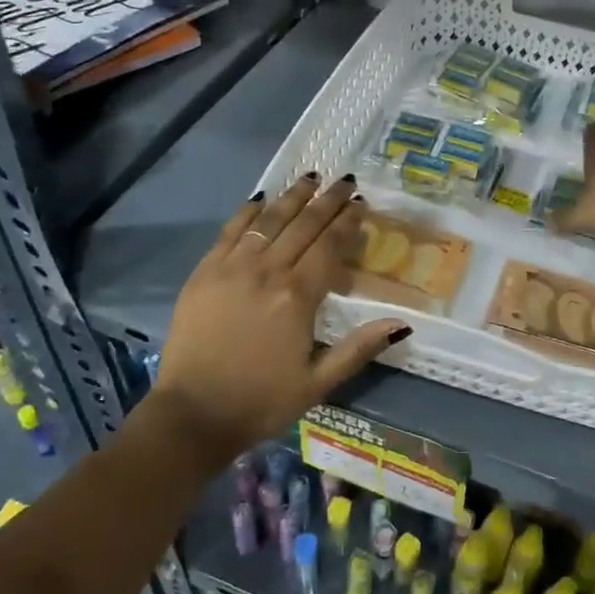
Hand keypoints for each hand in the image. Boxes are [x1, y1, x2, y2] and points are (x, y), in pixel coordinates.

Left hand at [149, 175, 408, 463]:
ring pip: (267, 221)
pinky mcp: (203, 273)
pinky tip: (259, 199)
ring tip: (309, 178)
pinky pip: (229, 232)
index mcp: (297, 297)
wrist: (192, 415)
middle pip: (302, 226)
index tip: (360, 204)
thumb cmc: (261, 402)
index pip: (328, 246)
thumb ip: (359, 348)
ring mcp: (231, 268)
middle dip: (326, 201)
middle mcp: (266, 272)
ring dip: (291, 197)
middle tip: (343, 182)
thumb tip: (402, 324)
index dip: (346, 222)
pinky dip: (247, 213)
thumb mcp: (318, 383)